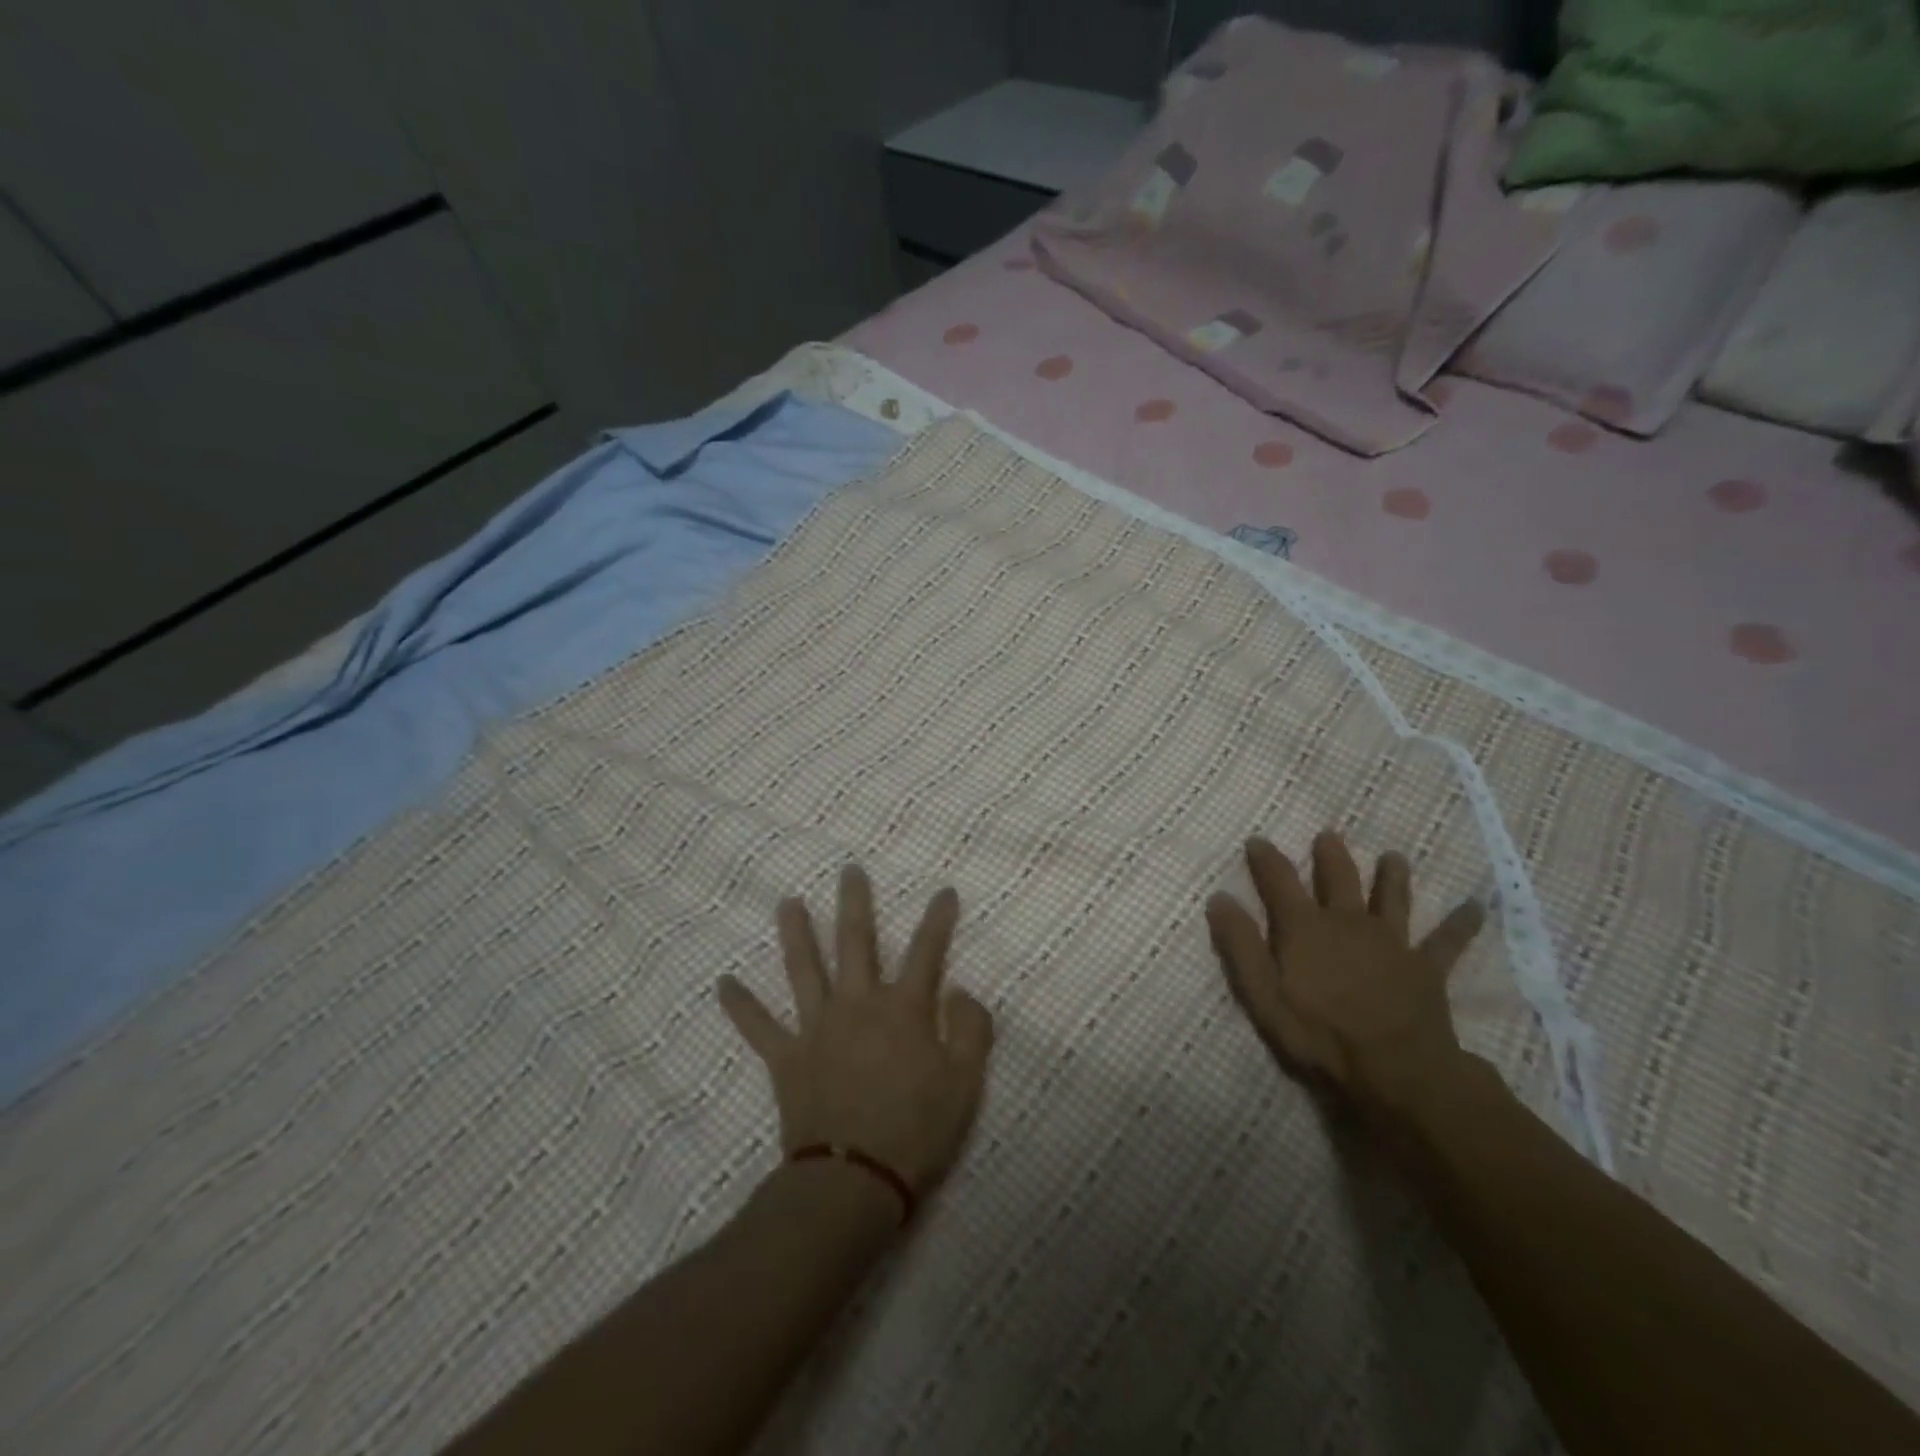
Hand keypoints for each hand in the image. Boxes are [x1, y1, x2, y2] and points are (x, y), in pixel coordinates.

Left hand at [719, 866, 994, 1196]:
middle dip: (855, 903)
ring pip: (805, 969)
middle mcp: (858, 1004)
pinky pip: (759, 1027)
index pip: (928, 952)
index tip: (944, 891)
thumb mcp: (965, 1083)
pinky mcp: (787, 1058)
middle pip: (857, 942)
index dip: (938, 920)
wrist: (853, 1181)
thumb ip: (971, 1029)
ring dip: (796, 934)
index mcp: (904, 1009)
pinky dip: (741, 1006)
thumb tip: (960, 991)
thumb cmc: (916, 1131)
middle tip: (849, 871)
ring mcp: (818, 1028)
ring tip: (787, 903)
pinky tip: (723, 984)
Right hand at [1206, 833, 1485, 1118]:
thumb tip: (1220, 898)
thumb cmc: (1319, 1036)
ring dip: (1392, 876)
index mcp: (1305, 927)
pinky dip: (1462, 923)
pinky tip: (1478, 907)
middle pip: (1339, 878)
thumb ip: (1239, 945)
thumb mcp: (1262, 995)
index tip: (1257, 841)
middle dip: (1331, 855)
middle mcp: (1348, 922)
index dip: (1266, 858)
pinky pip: (1447, 941)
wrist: (1396, 1072)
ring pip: (1393, 898)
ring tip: (1394, 856)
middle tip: (1328, 835)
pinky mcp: (1426, 967)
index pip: (1279, 880)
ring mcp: (1392, 942)